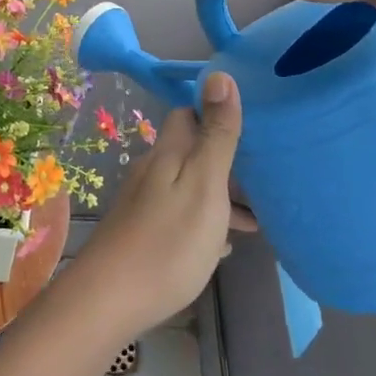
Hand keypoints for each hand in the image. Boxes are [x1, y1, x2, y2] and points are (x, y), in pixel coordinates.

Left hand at [69, 73, 252, 342]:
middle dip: (226, 158)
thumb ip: (215, 134)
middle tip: (266, 175)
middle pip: (192, 151)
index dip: (216, 111)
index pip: (188, 114)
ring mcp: (146, 204)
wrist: (109, 301)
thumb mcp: (204, 184)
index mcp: (169, 154)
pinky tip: (224, 244)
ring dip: (221, 194)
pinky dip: (206, 220)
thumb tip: (219, 74)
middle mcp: (154, 171)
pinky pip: (182, 215)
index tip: (253, 121)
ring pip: (190, 185)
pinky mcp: (143, 234)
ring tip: (258, 217)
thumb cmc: (168, 241)